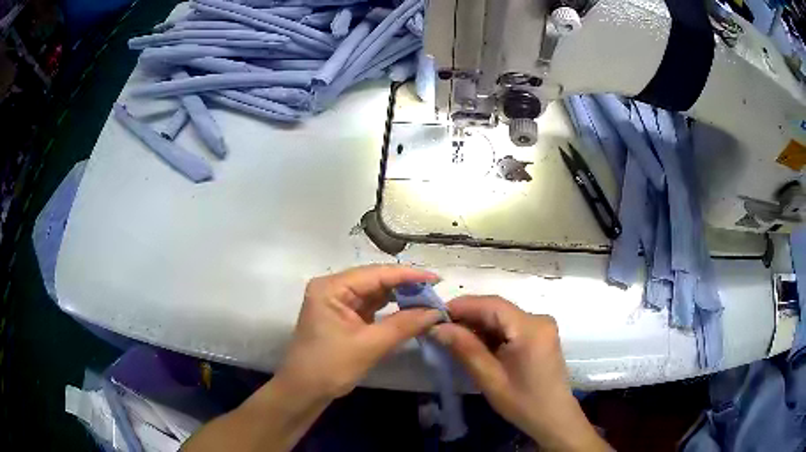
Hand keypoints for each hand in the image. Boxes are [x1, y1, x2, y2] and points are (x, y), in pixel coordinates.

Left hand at [275, 265, 443, 400]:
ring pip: (375, 293)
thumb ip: (404, 325)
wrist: (304, 391)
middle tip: (435, 292)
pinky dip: (390, 309)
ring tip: (428, 299)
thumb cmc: (330, 366)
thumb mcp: (369, 345)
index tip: (437, 279)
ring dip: (400, 297)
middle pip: (375, 280)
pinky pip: (371, 306)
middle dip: (405, 286)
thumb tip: (436, 312)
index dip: (408, 275)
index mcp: (331, 287)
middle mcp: (333, 288)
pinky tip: (409, 309)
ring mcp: (337, 302)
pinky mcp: (343, 316)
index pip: (375, 274)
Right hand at [431, 296, 608, 451]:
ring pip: (502, 317)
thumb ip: (465, 349)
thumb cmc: (523, 403)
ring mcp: (541, 326)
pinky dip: (491, 333)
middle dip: (467, 317)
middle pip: (497, 309)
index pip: (491, 305)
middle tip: (439, 329)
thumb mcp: (490, 378)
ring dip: (478, 325)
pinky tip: (475, 344)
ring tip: (452, 338)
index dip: (461, 306)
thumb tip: (437, 327)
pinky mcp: (540, 335)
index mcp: (530, 328)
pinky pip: (510, 326)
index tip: (433, 315)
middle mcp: (539, 319)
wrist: (554, 418)